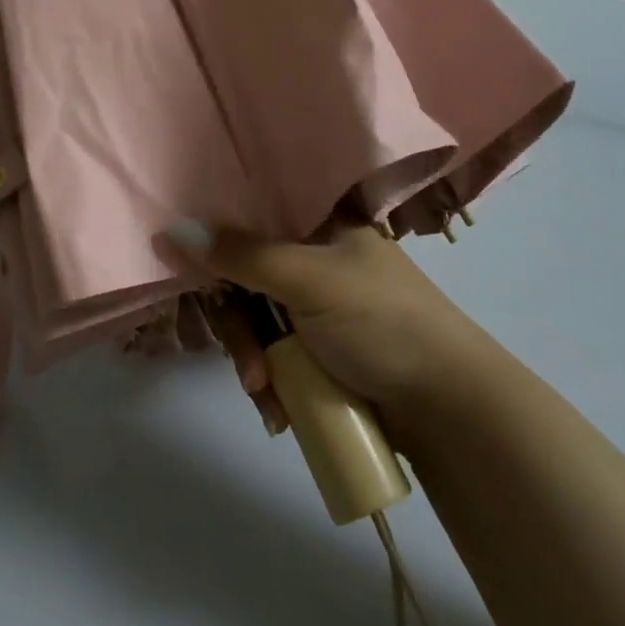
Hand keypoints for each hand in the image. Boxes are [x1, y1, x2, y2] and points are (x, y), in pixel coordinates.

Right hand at [164, 220, 483, 438]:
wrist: (451, 409)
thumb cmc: (382, 322)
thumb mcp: (308, 280)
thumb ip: (241, 254)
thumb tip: (173, 228)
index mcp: (321, 222)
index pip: (253, 213)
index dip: (217, 238)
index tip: (187, 266)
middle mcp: (315, 255)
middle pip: (246, 275)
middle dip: (240, 326)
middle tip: (249, 366)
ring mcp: (318, 306)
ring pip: (257, 320)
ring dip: (254, 361)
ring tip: (267, 398)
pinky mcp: (321, 349)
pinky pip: (275, 354)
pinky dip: (271, 381)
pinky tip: (279, 412)